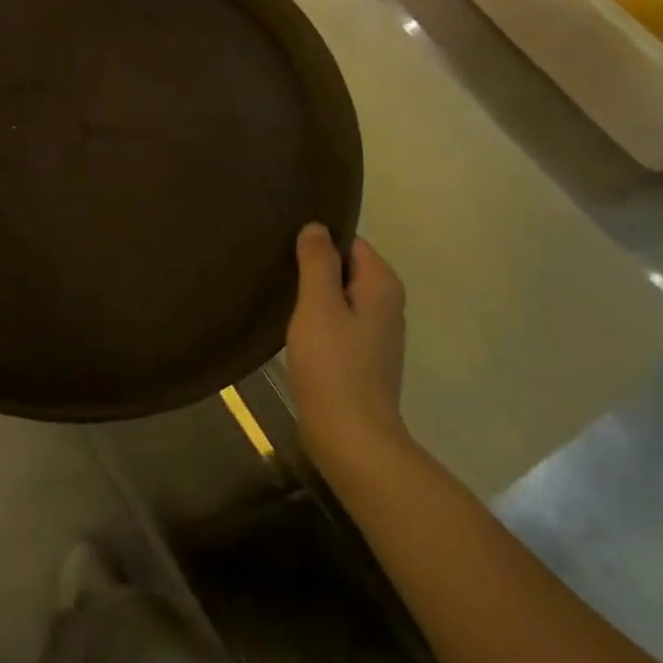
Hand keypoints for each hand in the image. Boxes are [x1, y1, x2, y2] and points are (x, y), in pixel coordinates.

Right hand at [286, 225, 408, 469]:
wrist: (350, 435)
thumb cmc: (333, 364)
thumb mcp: (318, 304)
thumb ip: (317, 262)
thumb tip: (316, 226)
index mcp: (381, 285)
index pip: (351, 242)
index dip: (319, 239)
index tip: (285, 242)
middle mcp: (387, 304)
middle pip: (347, 268)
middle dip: (314, 266)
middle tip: (275, 264)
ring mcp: (377, 334)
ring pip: (341, 297)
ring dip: (313, 294)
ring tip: (278, 290)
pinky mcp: (362, 358)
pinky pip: (338, 322)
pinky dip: (317, 318)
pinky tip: (292, 325)